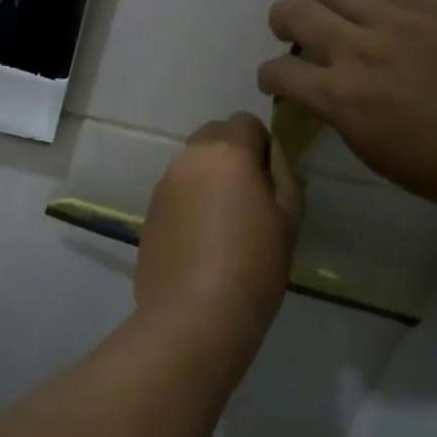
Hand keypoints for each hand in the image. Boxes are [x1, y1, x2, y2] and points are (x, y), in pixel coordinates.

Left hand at [136, 114, 303, 334]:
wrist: (194, 314)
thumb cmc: (253, 265)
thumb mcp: (288, 223)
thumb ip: (287, 183)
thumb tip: (280, 167)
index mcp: (226, 152)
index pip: (245, 122)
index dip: (262, 144)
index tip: (271, 178)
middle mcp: (189, 159)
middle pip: (213, 137)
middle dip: (232, 155)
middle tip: (249, 197)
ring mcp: (163, 186)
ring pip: (191, 166)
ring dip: (209, 180)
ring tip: (224, 225)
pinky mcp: (148, 214)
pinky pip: (175, 194)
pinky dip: (190, 204)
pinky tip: (201, 243)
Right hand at [257, 0, 436, 213]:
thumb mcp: (374, 153)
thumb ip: (338, 113)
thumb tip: (321, 91)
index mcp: (342, 97)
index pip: (277, 72)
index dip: (268, 77)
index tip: (279, 83)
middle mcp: (360, 49)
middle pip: (292, 11)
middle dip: (280, 22)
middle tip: (291, 34)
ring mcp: (398, 19)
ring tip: (322, 5)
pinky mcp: (431, 4)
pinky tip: (368, 5)